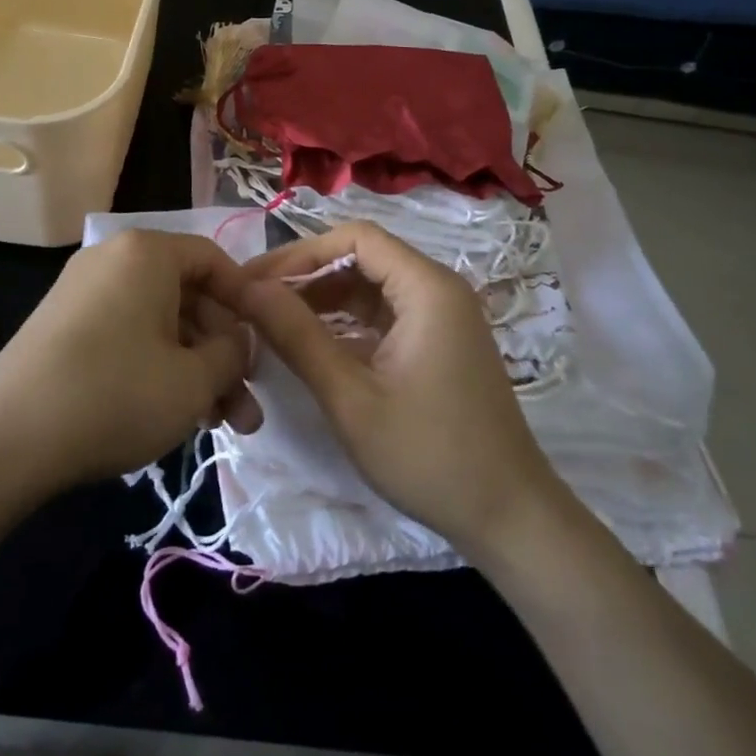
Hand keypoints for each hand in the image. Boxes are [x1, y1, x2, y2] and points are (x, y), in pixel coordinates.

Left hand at [0, 231, 262, 503]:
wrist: (4, 441)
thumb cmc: (115, 395)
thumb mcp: (194, 380)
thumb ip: (233, 353)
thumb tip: (238, 342)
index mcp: (146, 252)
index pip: (214, 260)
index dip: (247, 302)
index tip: (266, 344)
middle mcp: (112, 259)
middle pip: (187, 297)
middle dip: (222, 354)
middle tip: (245, 408)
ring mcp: (82, 293)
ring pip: (159, 324)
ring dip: (193, 370)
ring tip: (218, 426)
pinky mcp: (62, 328)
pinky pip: (127, 335)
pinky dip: (156, 368)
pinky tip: (173, 415)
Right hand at [234, 222, 568, 559]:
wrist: (508, 517)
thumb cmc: (428, 455)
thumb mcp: (350, 397)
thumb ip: (297, 336)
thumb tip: (248, 290)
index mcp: (427, 287)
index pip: (355, 238)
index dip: (300, 252)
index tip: (254, 281)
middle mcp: (437, 289)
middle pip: (362, 258)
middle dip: (306, 275)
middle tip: (253, 302)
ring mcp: (440, 316)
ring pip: (370, 286)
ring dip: (322, 299)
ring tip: (272, 322)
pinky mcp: (436, 342)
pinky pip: (382, 314)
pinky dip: (345, 322)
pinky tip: (311, 344)